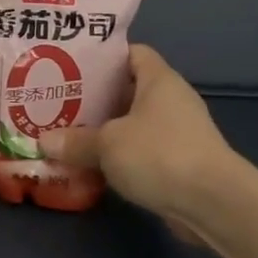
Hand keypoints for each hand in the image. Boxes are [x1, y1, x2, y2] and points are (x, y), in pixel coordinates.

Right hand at [39, 45, 249, 242]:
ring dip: (106, 130)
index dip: (103, 57)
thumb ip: (74, 141)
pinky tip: (92, 165)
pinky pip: (142, 151)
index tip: (72, 66)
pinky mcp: (180, 163)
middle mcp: (172, 101)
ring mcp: (179, 133)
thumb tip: (44, 142)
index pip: (132, 53)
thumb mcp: (107, 144)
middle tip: (59, 102)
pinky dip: (120, 156)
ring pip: (134, 123)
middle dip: (96, 97)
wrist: (214, 204)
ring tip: (69, 133)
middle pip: (129, 90)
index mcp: (159, 80)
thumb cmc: (159, 155)